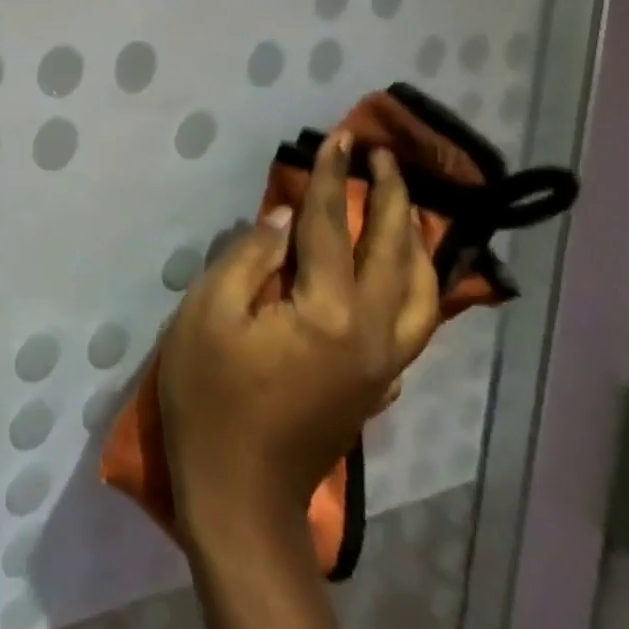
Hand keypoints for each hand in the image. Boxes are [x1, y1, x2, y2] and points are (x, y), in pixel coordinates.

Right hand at [158, 131, 437, 551]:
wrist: (240, 491)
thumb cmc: (210, 395)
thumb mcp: (208, 315)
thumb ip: (248, 259)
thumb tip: (283, 220)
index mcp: (327, 313)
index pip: (332, 229)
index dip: (331, 180)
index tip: (341, 138)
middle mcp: (372, 334)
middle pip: (393, 254)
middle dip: (390, 198)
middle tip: (384, 157)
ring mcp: (383, 363)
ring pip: (420, 291)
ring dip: (414, 239)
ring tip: (403, 202)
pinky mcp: (379, 383)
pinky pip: (413, 320)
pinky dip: (416, 283)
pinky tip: (404, 269)